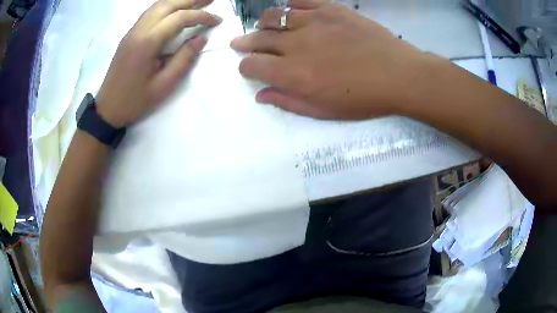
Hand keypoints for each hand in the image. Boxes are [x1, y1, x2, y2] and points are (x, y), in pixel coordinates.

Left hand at [96, 0, 221, 127]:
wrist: (107, 108)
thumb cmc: (135, 100)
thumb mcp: (164, 85)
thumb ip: (184, 59)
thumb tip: (201, 39)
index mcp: (148, 42)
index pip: (179, 18)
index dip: (201, 16)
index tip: (217, 20)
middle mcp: (139, 30)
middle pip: (168, 4)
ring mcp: (132, 31)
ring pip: (158, 5)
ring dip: (179, 0)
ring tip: (196, 1)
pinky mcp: (129, 35)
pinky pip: (150, 12)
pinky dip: (166, 6)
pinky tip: (175, 9)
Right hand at [230, 0, 435, 118]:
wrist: (399, 74)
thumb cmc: (363, 98)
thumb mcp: (324, 110)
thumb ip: (288, 101)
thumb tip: (261, 95)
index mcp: (293, 74)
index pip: (253, 65)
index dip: (246, 67)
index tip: (250, 68)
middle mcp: (296, 44)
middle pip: (258, 39)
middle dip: (245, 43)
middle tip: (240, 43)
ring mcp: (313, 22)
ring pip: (274, 16)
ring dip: (264, 23)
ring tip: (265, 28)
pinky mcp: (330, 9)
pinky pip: (300, 2)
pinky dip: (289, 6)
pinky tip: (290, 13)